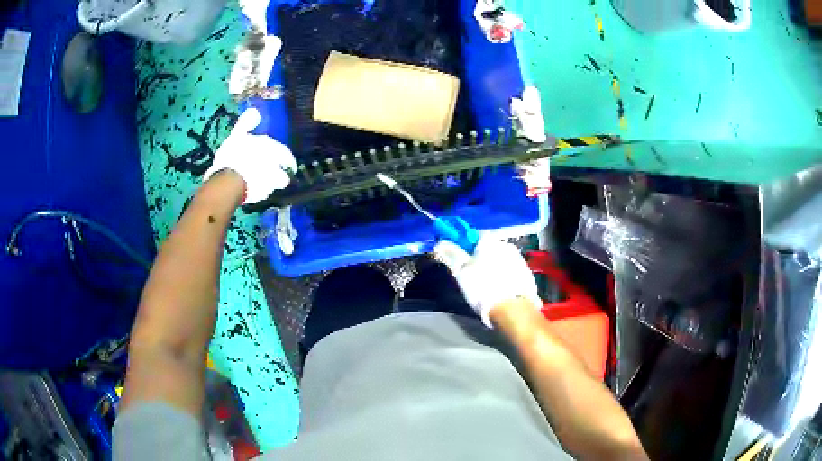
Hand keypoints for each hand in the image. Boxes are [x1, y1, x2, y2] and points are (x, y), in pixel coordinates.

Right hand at [203, 107, 296, 203]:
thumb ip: (246, 123)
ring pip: (274, 186)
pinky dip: (259, 192)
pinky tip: (251, 189)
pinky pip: (262, 194)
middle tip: (277, 175)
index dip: (287, 160)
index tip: (288, 163)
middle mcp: (275, 168)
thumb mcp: (237, 134)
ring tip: (262, 183)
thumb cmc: (233, 155)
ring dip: (270, 184)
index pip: (286, 156)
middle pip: (284, 176)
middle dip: (282, 176)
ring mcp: (268, 184)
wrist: (228, 182)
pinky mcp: (259, 198)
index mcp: (272, 150)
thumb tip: (254, 111)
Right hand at [434, 237, 541, 326]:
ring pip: (499, 259)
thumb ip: (451, 254)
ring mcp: (519, 259)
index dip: (463, 245)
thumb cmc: (483, 287)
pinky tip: (498, 290)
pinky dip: (503, 277)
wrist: (513, 309)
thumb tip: (440, 242)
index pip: (472, 235)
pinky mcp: (526, 274)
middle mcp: (506, 245)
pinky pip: (509, 271)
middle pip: (487, 248)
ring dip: (492, 267)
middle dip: (478, 257)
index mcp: (490, 241)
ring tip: (485, 285)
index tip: (457, 257)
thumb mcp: (461, 271)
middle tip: (469, 274)